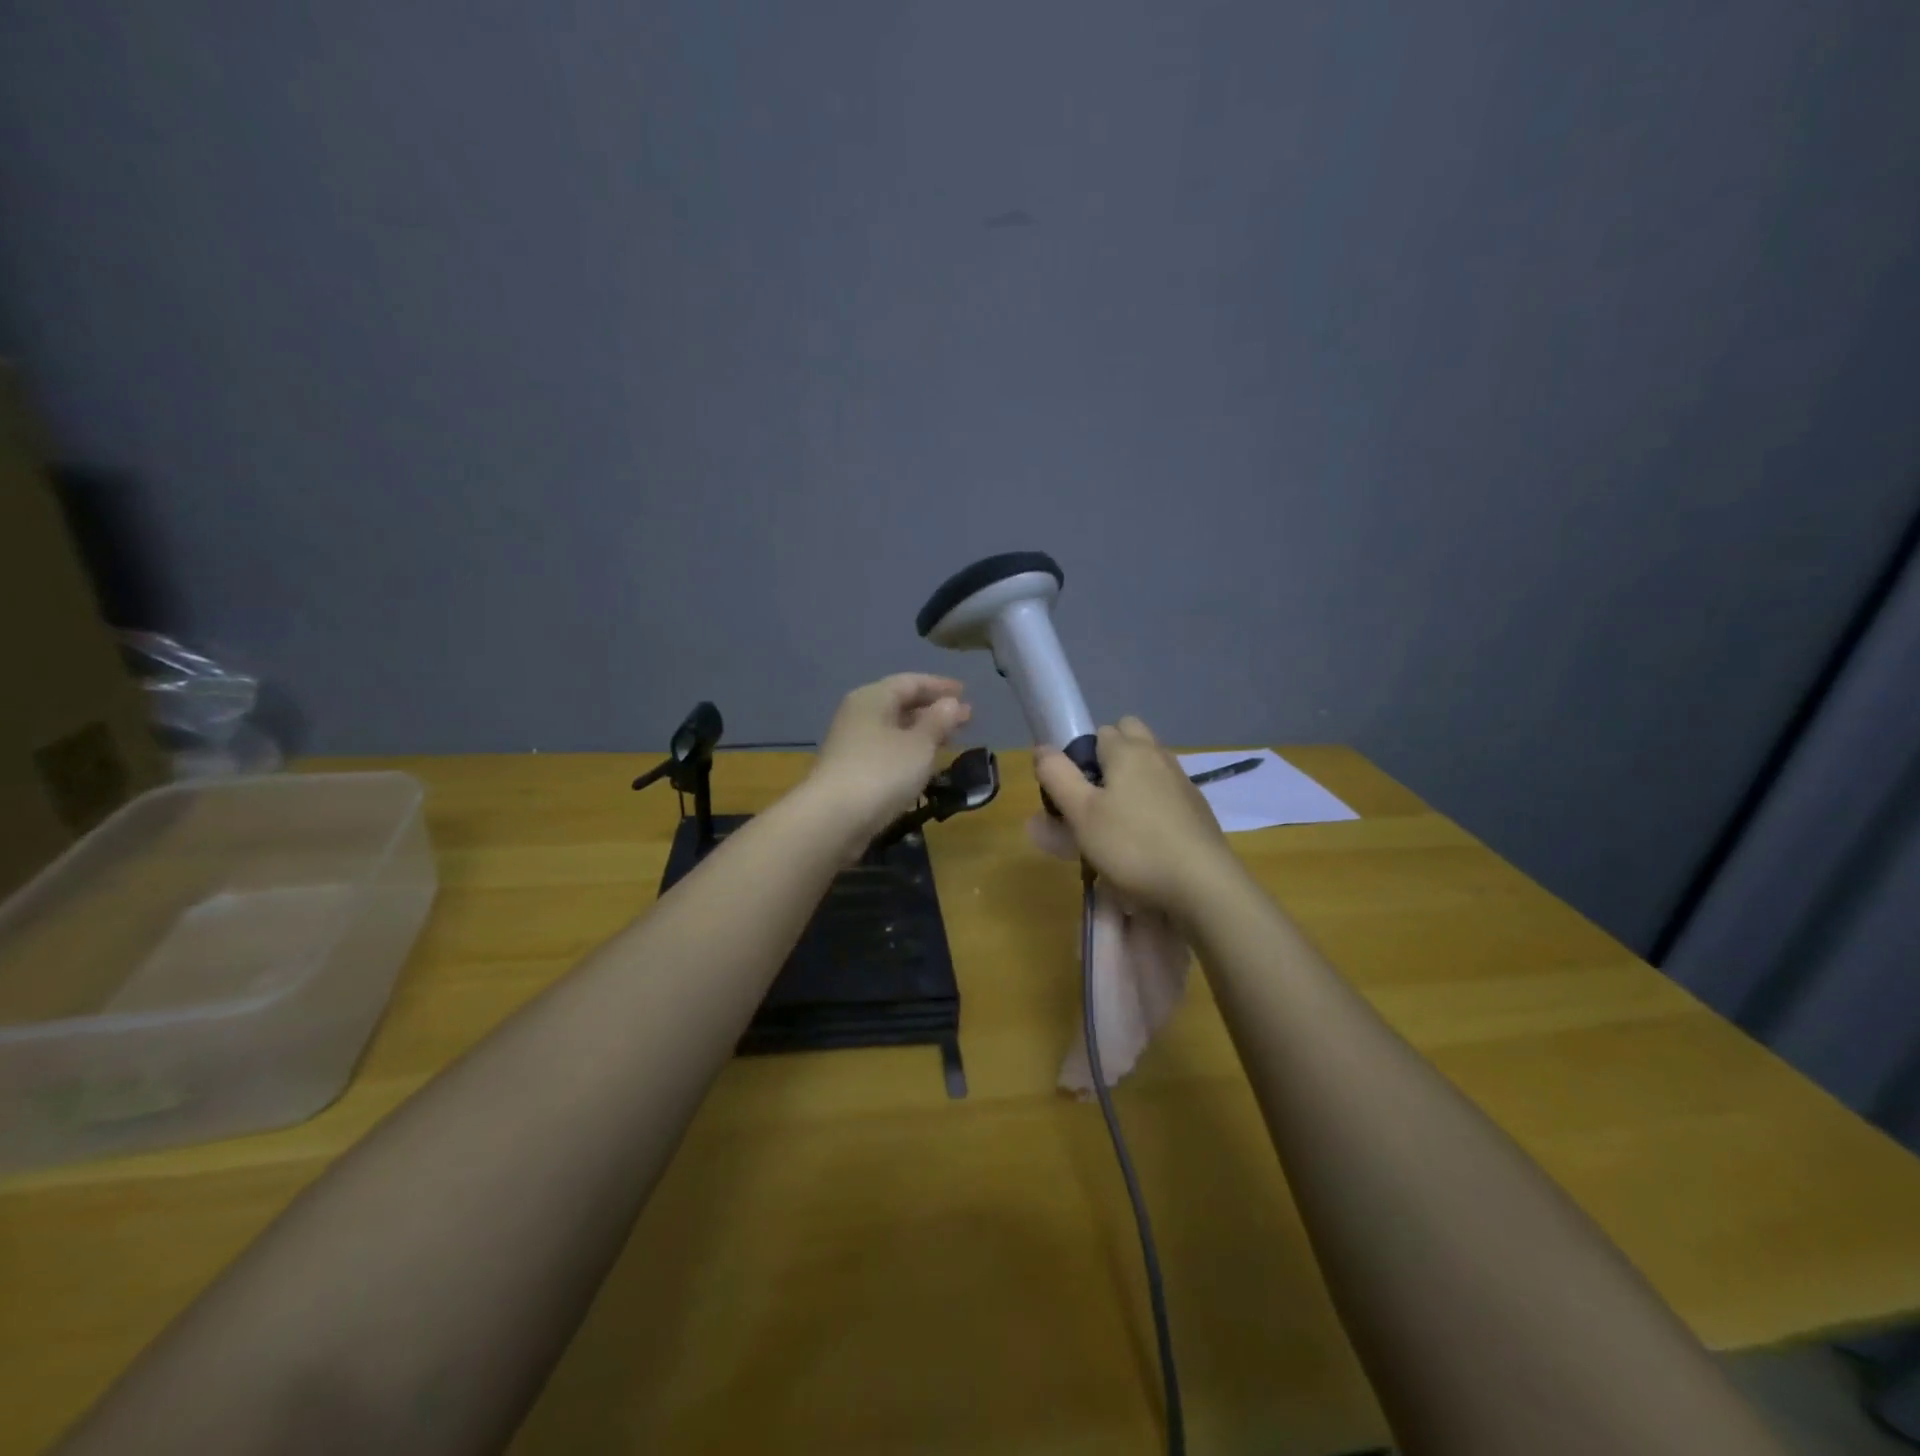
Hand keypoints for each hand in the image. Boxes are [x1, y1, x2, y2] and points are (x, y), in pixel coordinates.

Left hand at [803, 674, 972, 846]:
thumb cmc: (882, 772)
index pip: (911, 682)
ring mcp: (852, 744)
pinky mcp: (851, 771)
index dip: (940, 686)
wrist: (834, 819)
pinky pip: (887, 751)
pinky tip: (925, 764)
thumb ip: (938, 721)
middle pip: (901, 704)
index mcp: (873, 698)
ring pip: (894, 730)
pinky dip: (909, 752)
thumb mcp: (919, 744)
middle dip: (934, 710)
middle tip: (966, 719)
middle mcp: (859, 715)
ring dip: (923, 732)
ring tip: (951, 740)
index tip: (965, 693)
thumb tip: (951, 702)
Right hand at [1035, 716, 1241, 915]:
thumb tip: (1043, 748)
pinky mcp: (1197, 811)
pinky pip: (1166, 794)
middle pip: (1130, 738)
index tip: (1071, 791)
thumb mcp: (1081, 813)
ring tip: (1114, 824)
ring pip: (1149, 767)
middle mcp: (1159, 757)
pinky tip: (1144, 840)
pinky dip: (1151, 806)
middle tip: (1094, 798)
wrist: (1203, 886)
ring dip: (1130, 783)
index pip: (1100, 731)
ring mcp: (1183, 784)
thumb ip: (1057, 776)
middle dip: (1109, 758)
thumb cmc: (1132, 846)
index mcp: (1129, 751)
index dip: (1081, 755)